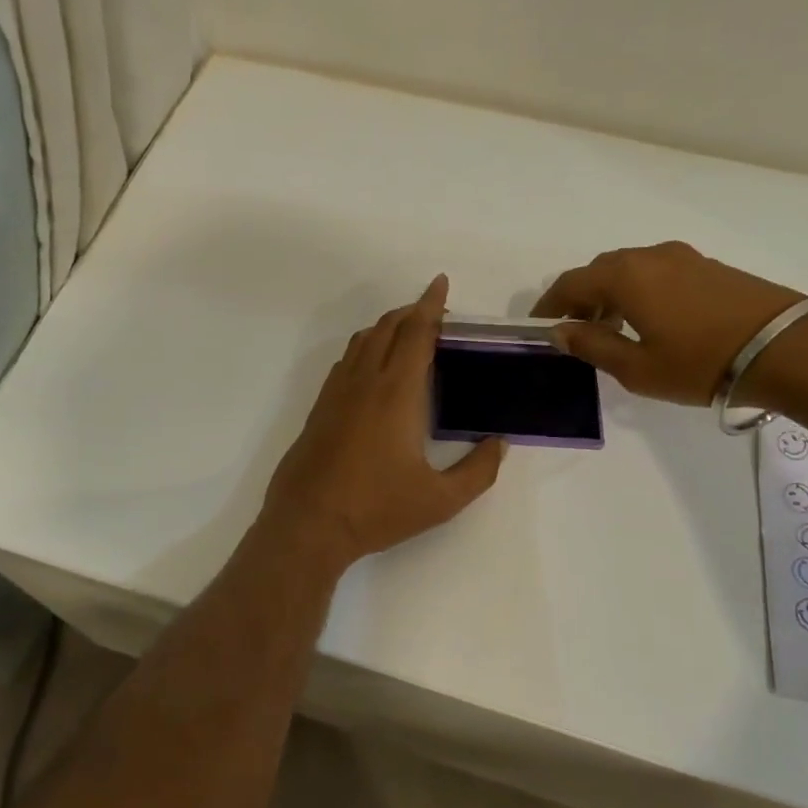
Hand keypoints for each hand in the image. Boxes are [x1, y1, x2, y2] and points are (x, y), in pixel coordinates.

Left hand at [260, 276, 506, 568]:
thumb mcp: (441, 500)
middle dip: (411, 311)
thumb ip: (478, 471)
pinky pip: (346, 362)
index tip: (440, 283)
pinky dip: (365, 348)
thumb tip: (499, 444)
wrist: (308, 524)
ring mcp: (337, 393)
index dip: (431, 305)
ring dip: (386, 326)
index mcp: (397, 393)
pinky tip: (373, 368)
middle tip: (434, 312)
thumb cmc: (377, 509)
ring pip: (362, 341)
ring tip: (407, 333)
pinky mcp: (320, 408)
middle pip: (388, 327)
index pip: (416, 333)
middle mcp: (364, 382)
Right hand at [532, 242, 802, 405]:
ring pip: (630, 269)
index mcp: (624, 276)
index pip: (570, 283)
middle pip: (599, 270)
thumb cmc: (700, 363)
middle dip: (580, 297)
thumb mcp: (636, 367)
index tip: (538, 326)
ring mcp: (683, 257)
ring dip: (611, 293)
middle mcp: (649, 256)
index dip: (549, 305)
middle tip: (575, 329)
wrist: (786, 349)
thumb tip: (560, 331)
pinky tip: (649, 319)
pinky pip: (657, 272)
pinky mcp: (709, 266)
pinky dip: (639, 290)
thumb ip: (592, 346)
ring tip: (612, 327)